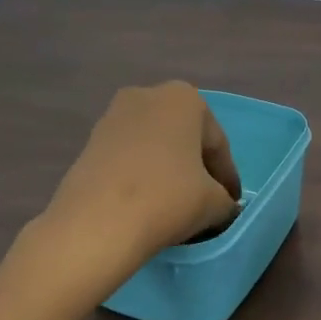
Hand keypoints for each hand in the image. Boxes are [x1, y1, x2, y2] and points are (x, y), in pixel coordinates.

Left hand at [46, 83, 242, 256]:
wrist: (96, 224)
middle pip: (184, 138)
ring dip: (168, 171)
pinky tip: (147, 204)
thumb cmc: (168, 198)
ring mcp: (113, 117)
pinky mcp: (89, 143)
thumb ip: (226, 201)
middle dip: (196, 167)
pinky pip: (129, 159)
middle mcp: (148, 95)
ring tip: (175, 205)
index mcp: (184, 99)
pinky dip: (141, 176)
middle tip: (207, 200)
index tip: (231, 203)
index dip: (227, 177)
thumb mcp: (215, 203)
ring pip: (154, 147)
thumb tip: (221, 207)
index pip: (217, 144)